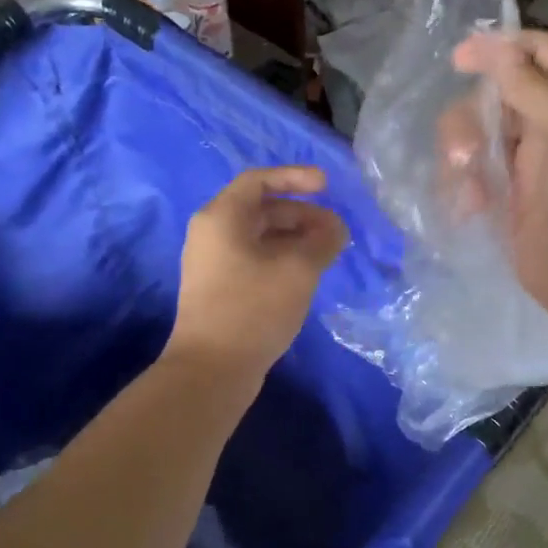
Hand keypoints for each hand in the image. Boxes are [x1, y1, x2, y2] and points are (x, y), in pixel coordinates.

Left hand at [165, 167, 348, 384]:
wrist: (211, 369)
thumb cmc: (253, 308)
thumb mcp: (298, 269)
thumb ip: (322, 240)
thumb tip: (335, 228)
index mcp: (221, 217)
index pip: (259, 180)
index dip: (295, 177)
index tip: (327, 186)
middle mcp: (211, 233)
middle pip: (261, 209)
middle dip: (301, 214)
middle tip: (335, 230)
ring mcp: (212, 262)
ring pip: (259, 236)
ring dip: (295, 238)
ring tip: (327, 252)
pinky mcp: (219, 288)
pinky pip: (254, 258)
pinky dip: (282, 257)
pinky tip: (306, 274)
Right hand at [450, 31, 547, 349]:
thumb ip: (532, 87)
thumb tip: (496, 45)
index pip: (536, 55)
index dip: (499, 48)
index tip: (458, 59)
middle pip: (495, 99)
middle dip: (470, 116)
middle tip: (465, 149)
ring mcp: (528, 173)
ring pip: (478, 141)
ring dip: (461, 155)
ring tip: (466, 187)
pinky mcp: (508, 211)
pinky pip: (472, 184)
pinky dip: (461, 190)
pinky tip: (466, 211)